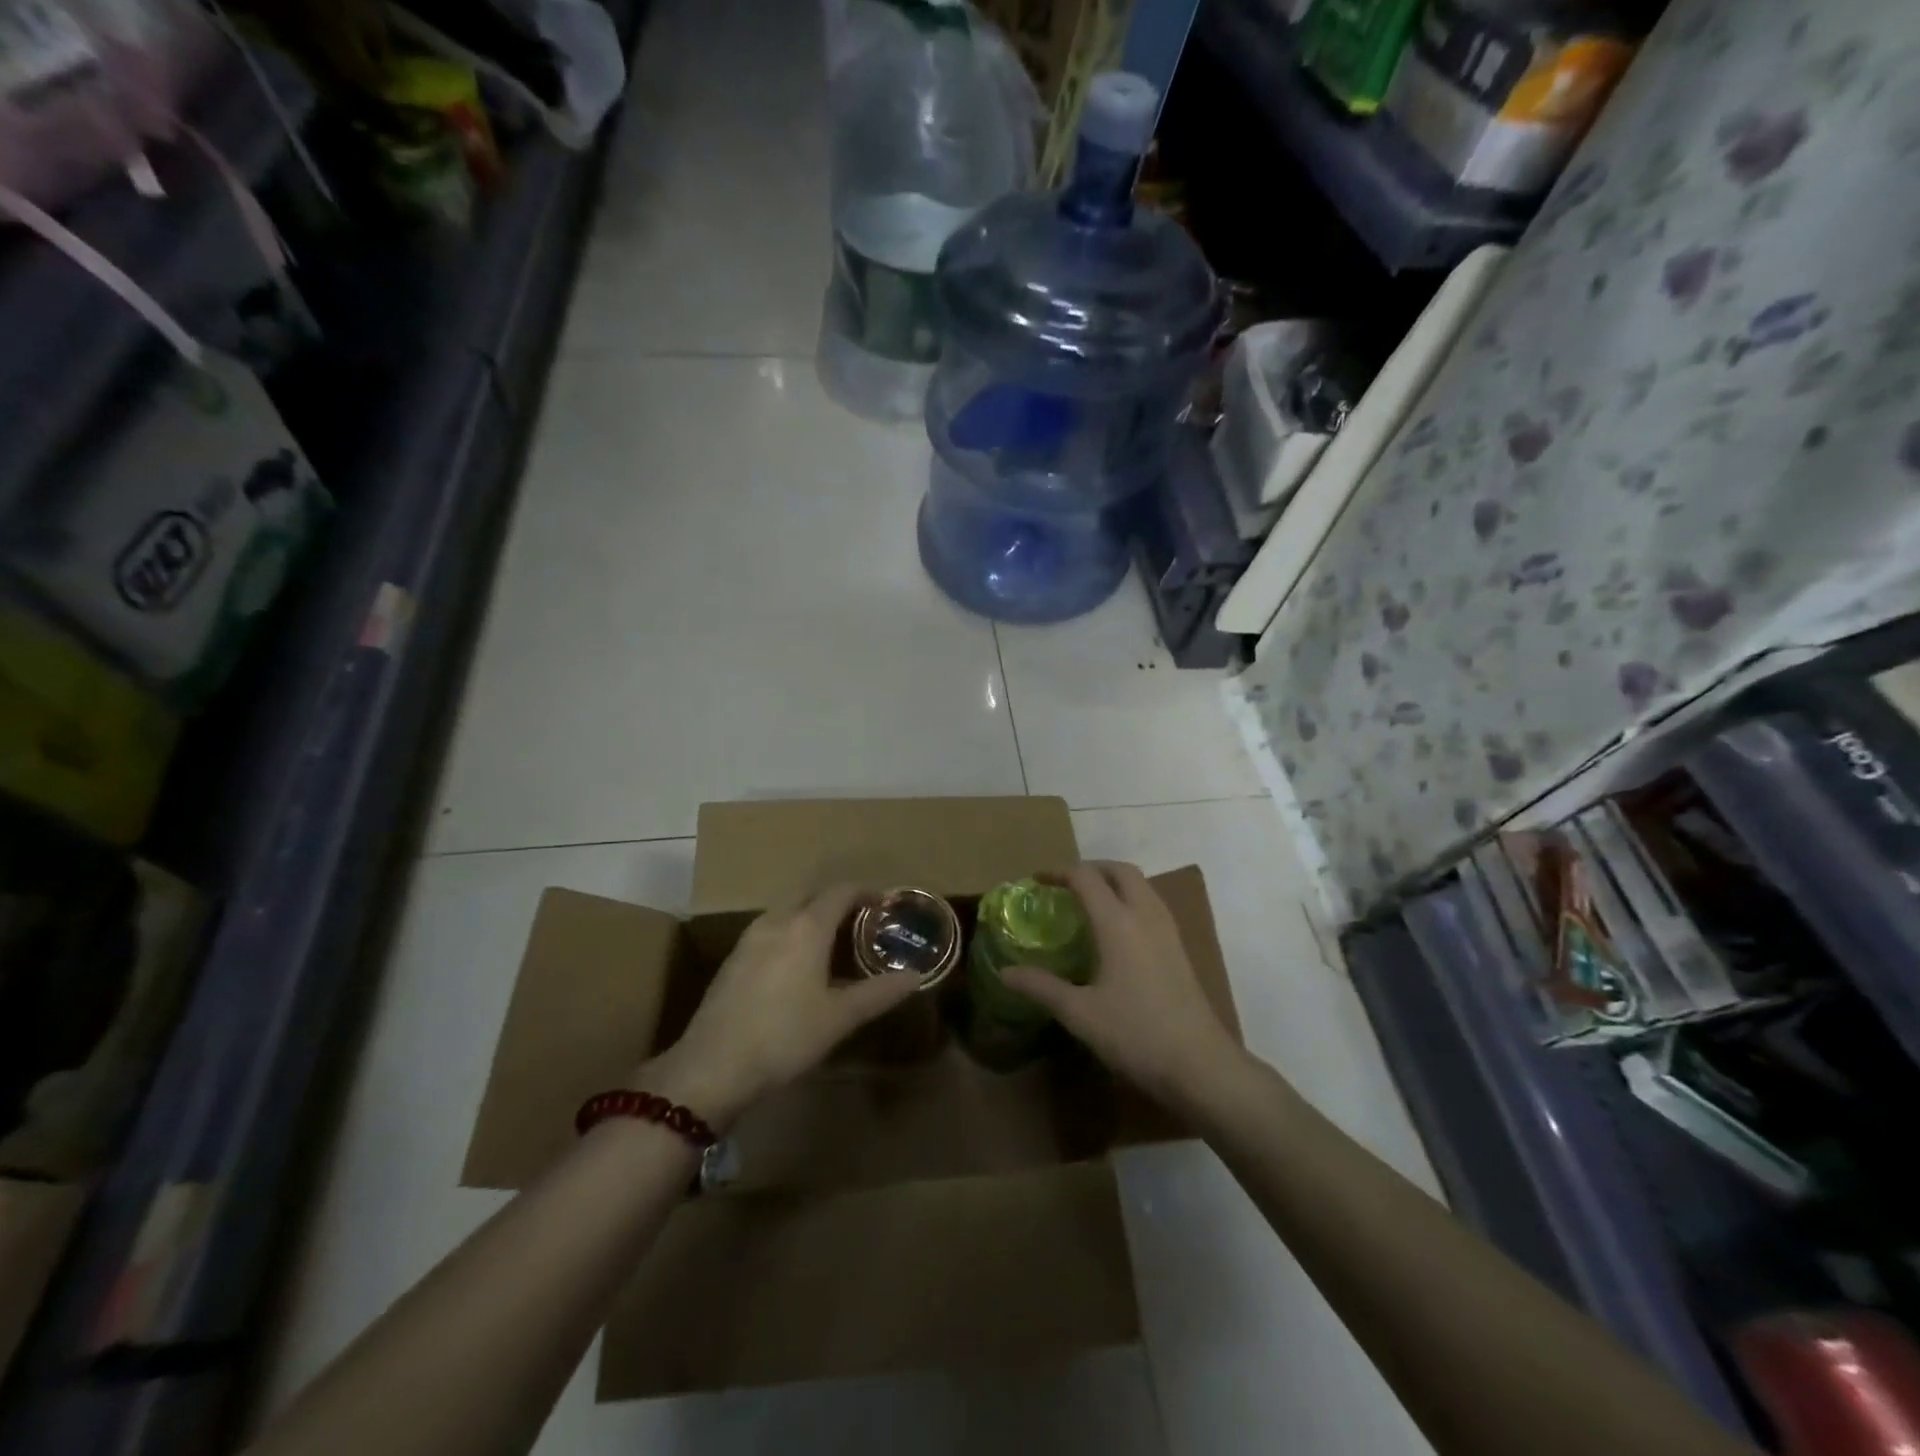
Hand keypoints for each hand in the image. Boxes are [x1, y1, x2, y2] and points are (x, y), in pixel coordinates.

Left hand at [638, 884, 917, 1128]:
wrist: (712, 1067)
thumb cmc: (785, 1037)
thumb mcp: (840, 1018)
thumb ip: (879, 993)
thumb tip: (915, 976)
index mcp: (806, 926)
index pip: (841, 891)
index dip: (866, 892)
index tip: (884, 904)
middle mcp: (777, 921)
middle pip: (812, 894)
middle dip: (838, 900)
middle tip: (862, 921)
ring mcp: (749, 938)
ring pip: (788, 910)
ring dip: (812, 915)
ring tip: (833, 941)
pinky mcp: (733, 958)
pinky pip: (771, 929)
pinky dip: (792, 931)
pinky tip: (798, 964)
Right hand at [1003, 861, 1242, 1108]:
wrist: (1200, 1065)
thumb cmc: (1136, 1034)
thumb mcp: (1080, 1013)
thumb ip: (1041, 987)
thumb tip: (1005, 972)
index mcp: (1118, 922)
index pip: (1086, 877)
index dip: (1058, 873)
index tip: (1036, 881)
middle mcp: (1145, 915)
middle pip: (1119, 871)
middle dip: (1090, 869)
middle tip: (1064, 885)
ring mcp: (1167, 930)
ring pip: (1141, 885)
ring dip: (1113, 881)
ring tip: (1088, 902)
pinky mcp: (1179, 948)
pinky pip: (1151, 904)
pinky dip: (1129, 899)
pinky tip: (1116, 931)